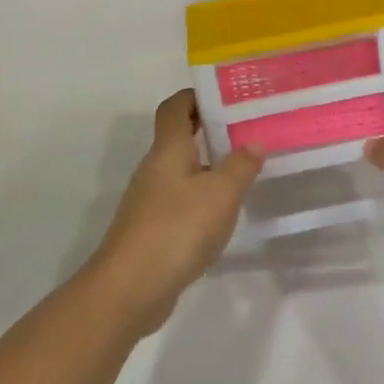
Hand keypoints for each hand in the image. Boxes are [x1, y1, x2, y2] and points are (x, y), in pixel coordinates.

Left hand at [86, 91, 264, 334]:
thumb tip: (253, 142)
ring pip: (180, 170)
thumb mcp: (221, 194)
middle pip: (178, 137)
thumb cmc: (177, 228)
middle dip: (208, 130)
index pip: (175, 107)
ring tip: (243, 170)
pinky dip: (200, 198)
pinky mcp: (152, 229)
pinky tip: (222, 213)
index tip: (225, 97)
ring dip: (207, 166)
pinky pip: (179, 200)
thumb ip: (240, 166)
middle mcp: (154, 168)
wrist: (130, 287)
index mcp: (168, 149)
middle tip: (245, 131)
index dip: (195, 96)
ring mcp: (150, 200)